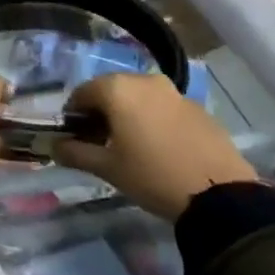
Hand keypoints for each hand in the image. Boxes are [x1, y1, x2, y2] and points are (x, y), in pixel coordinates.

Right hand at [52, 73, 258, 221]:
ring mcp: (174, 92)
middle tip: (101, 143)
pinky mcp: (197, 107)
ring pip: (139, 97)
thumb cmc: (152, 176)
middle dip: (101, 113)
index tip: (75, 138)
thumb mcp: (108, 168)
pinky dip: (153, 119)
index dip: (73, 115)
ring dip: (128, 114)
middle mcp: (144, 80)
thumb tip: (54, 146)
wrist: (220, 194)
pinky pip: (163, 107)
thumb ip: (75, 153)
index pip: (82, 93)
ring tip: (131, 147)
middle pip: (111, 91)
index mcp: (117, 89)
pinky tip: (159, 148)